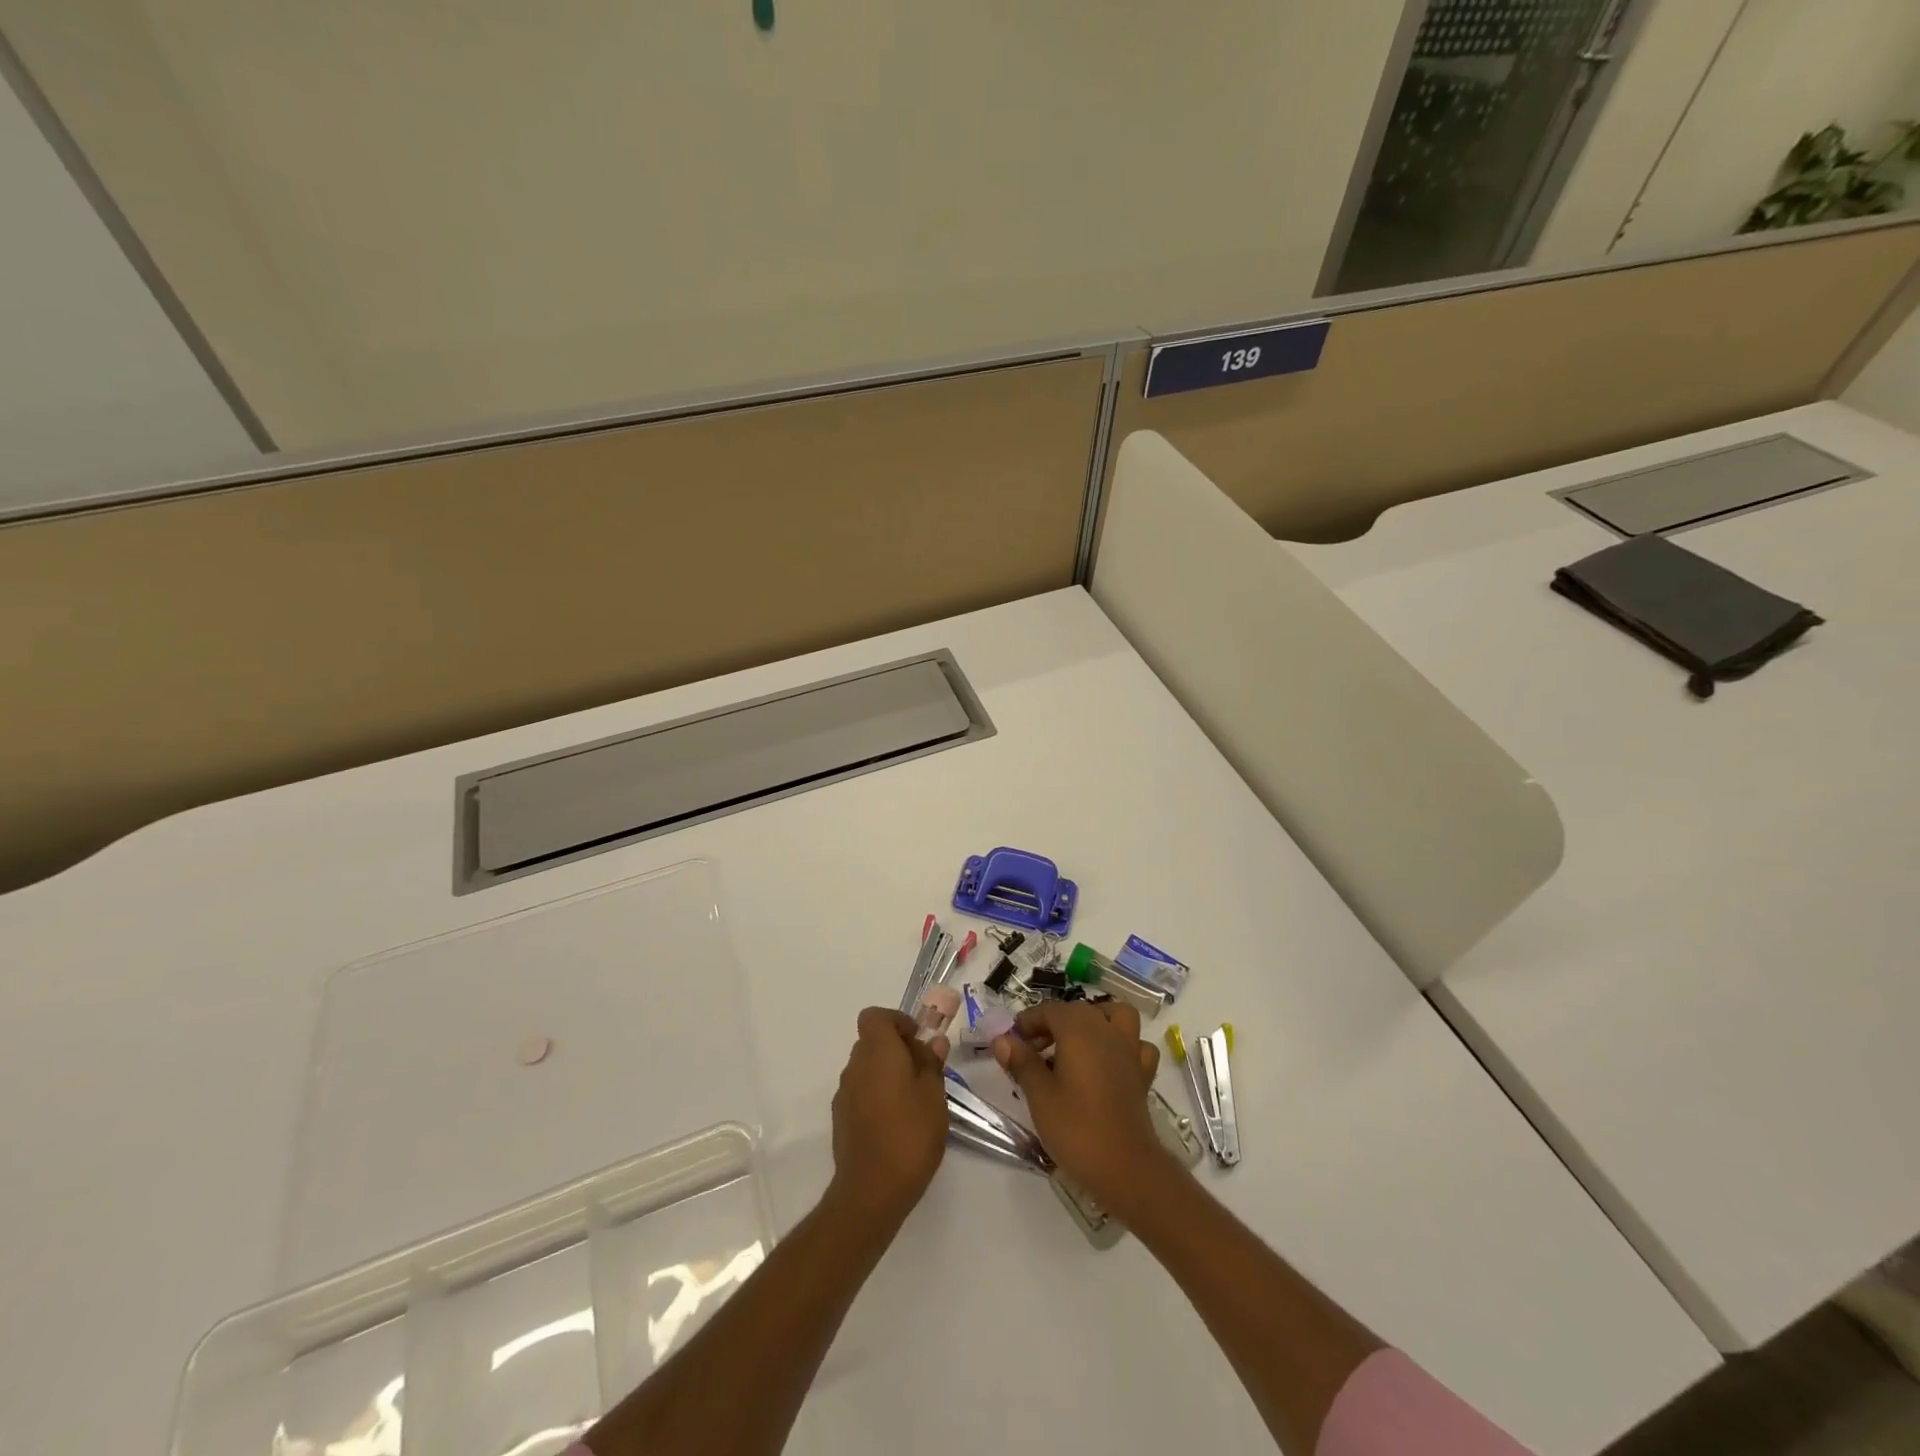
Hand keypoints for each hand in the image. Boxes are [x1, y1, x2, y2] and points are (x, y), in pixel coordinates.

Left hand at [828, 1008, 950, 1227]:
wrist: (871, 1191)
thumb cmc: (909, 1134)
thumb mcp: (934, 1095)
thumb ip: (932, 1063)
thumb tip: (933, 1041)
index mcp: (877, 1051)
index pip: (875, 1016)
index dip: (897, 1021)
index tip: (918, 1040)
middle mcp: (855, 1066)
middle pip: (872, 1042)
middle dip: (897, 1050)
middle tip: (924, 1072)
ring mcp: (844, 1094)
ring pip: (867, 1069)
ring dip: (888, 1074)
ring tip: (915, 1101)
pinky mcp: (841, 1119)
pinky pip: (861, 1093)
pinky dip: (877, 1096)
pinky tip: (897, 1123)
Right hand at [992, 1002, 1175, 1220]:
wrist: (1126, 1169)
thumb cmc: (1076, 1129)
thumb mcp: (1039, 1096)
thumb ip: (1021, 1062)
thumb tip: (1001, 1039)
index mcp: (1079, 1031)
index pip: (1049, 1010)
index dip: (1028, 1021)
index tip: (1012, 1041)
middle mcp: (1106, 1031)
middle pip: (1078, 1011)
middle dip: (1052, 1023)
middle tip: (1032, 1051)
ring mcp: (1129, 1051)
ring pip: (1113, 1016)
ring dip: (1093, 1021)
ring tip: (1073, 1044)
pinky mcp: (1142, 1074)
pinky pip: (1135, 1045)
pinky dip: (1122, 1045)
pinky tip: (1108, 1062)